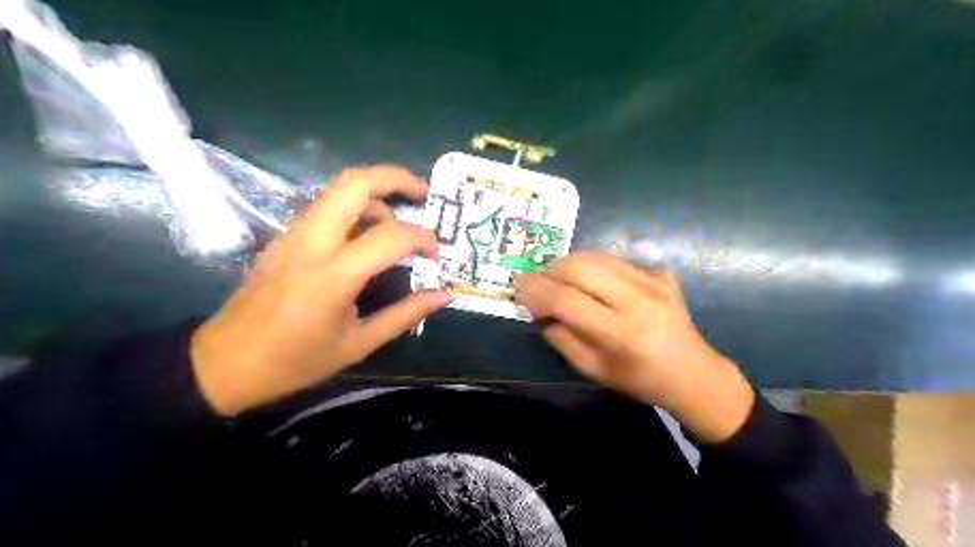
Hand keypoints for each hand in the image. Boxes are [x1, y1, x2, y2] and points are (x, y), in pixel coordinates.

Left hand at [188, 167, 447, 413]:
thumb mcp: (358, 344)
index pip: (391, 235)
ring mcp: (293, 234)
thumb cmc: (295, 360)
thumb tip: (442, 295)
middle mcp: (312, 242)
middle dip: (395, 177)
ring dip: (374, 192)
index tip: (435, 253)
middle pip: (355, 182)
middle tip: (421, 192)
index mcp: (334, 274)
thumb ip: (405, 315)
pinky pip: (325, 206)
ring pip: (338, 188)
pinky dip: (354, 206)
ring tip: (397, 218)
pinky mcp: (284, 237)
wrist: (224, 363)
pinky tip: (366, 234)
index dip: (422, 238)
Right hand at [518, 252, 751, 443]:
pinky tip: (592, 282)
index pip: (567, 301)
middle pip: (581, 268)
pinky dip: (595, 266)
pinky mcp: (662, 273)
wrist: (693, 372)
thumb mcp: (594, 370)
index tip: (518, 286)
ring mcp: (654, 282)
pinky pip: (617, 260)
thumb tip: (539, 312)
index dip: (537, 291)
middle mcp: (639, 301)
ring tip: (558, 277)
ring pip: (598, 257)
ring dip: (569, 263)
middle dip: (550, 270)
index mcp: (621, 334)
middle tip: (537, 280)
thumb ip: (562, 340)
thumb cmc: (640, 380)